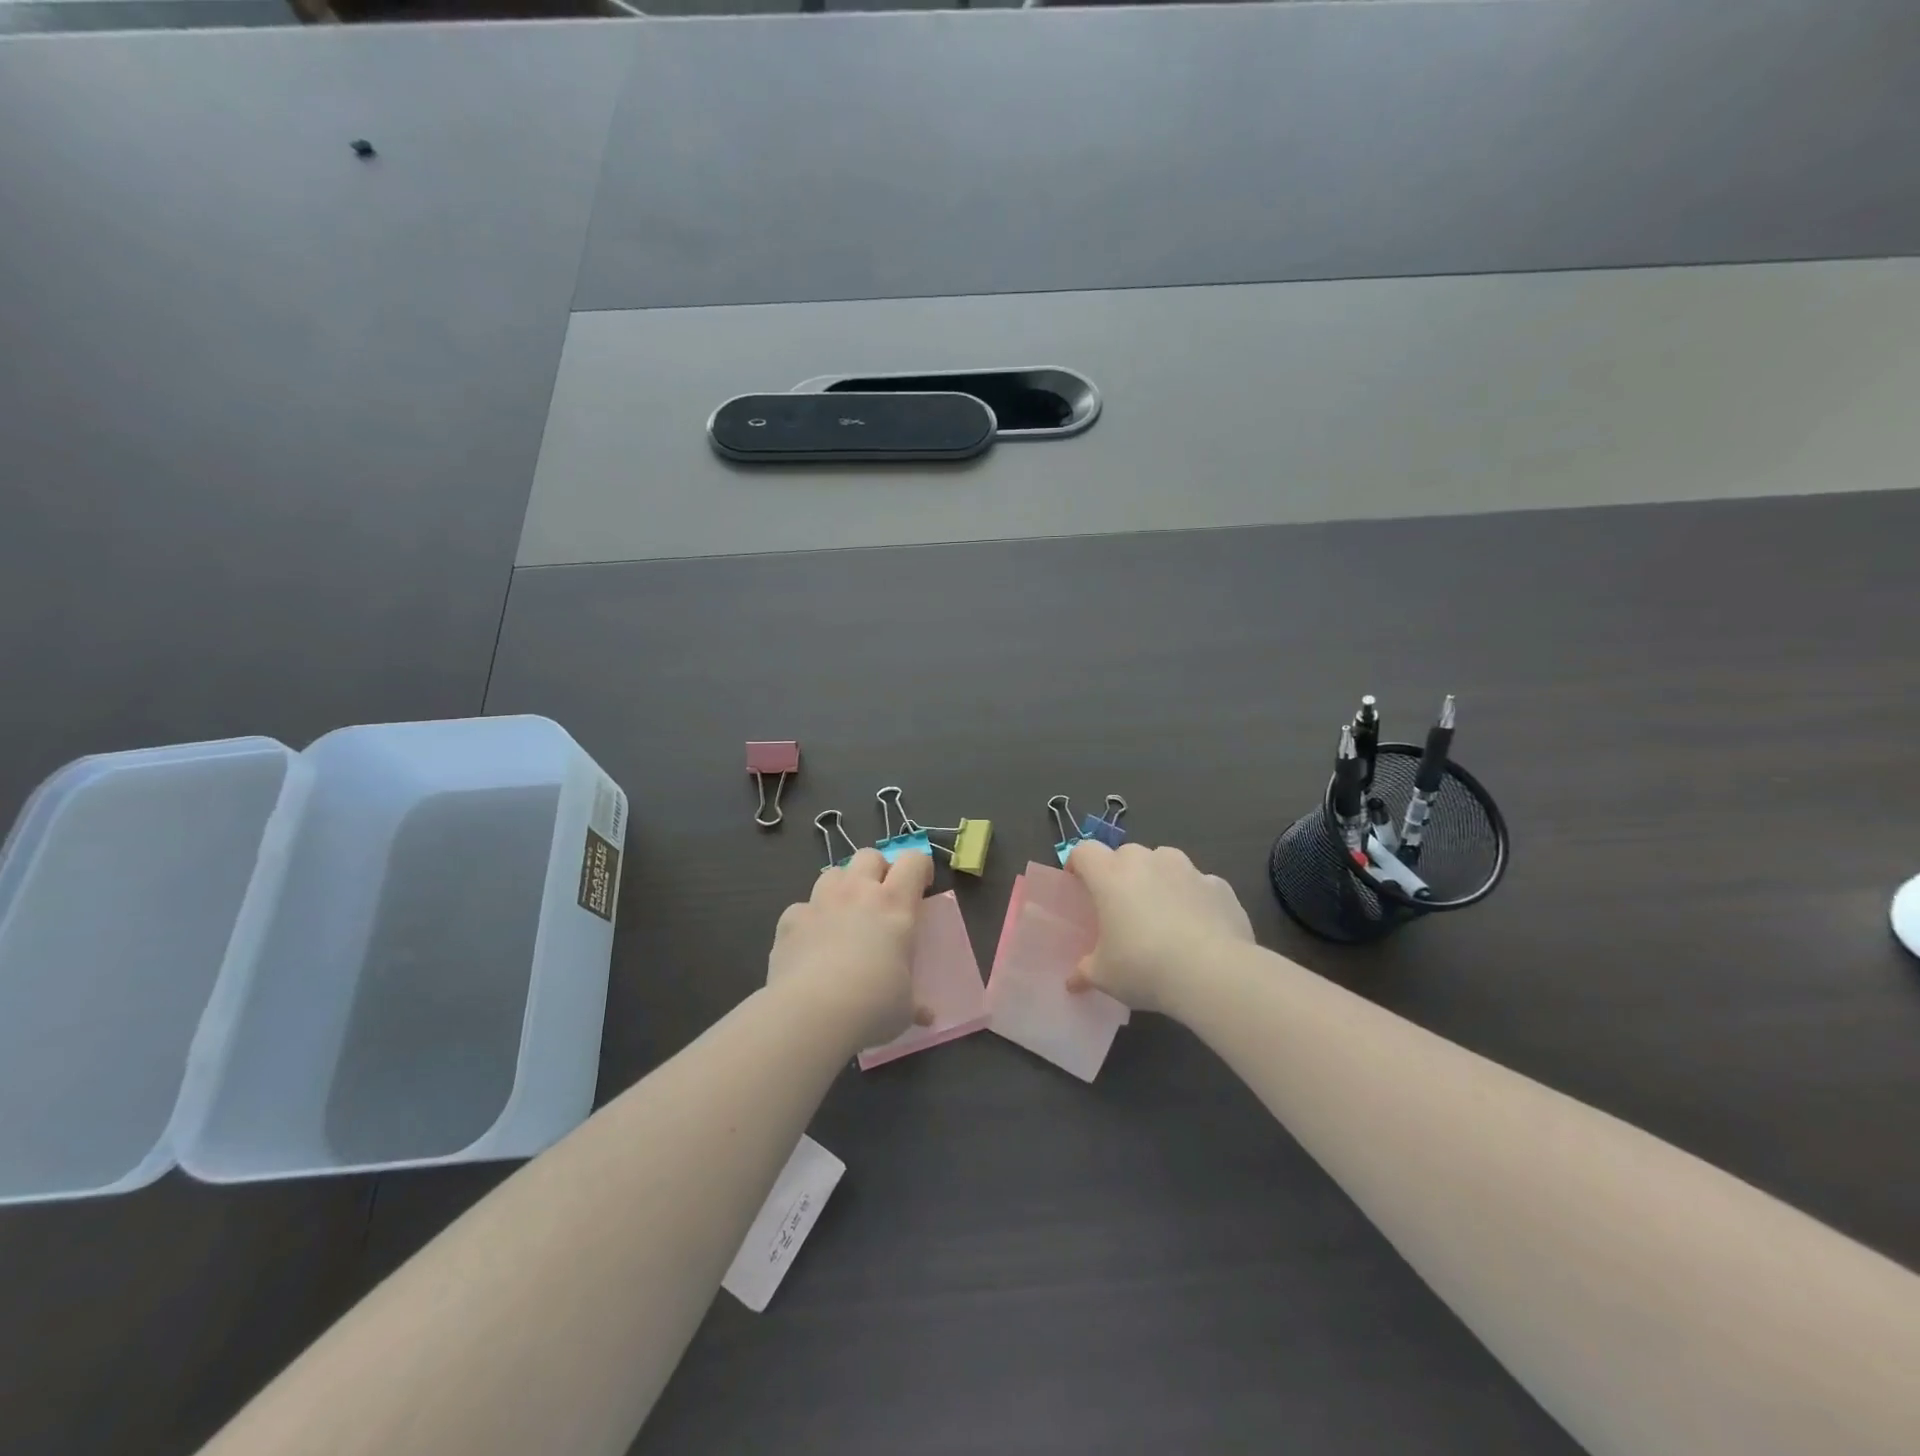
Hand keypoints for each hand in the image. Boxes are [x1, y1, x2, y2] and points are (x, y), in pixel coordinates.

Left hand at [768, 849, 933, 1048]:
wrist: (811, 1014)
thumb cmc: (873, 1006)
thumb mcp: (904, 1007)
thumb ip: (914, 1003)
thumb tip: (926, 1016)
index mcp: (895, 906)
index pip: (913, 861)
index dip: (919, 869)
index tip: (920, 890)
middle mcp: (858, 893)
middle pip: (869, 856)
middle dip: (878, 870)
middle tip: (880, 900)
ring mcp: (820, 902)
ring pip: (833, 873)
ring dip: (842, 887)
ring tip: (844, 916)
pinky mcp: (789, 920)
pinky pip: (802, 907)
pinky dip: (808, 920)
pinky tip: (810, 945)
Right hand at [1066, 842, 1253, 1014]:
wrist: (1214, 973)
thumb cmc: (1144, 967)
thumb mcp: (1104, 976)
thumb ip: (1084, 971)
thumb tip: (1073, 982)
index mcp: (1110, 875)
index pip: (1084, 851)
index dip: (1079, 864)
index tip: (1079, 885)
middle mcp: (1147, 860)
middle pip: (1125, 855)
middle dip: (1121, 874)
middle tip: (1122, 908)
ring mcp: (1187, 869)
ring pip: (1164, 862)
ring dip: (1158, 880)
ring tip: (1163, 915)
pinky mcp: (1219, 885)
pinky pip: (1197, 884)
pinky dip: (1193, 898)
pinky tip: (1198, 929)